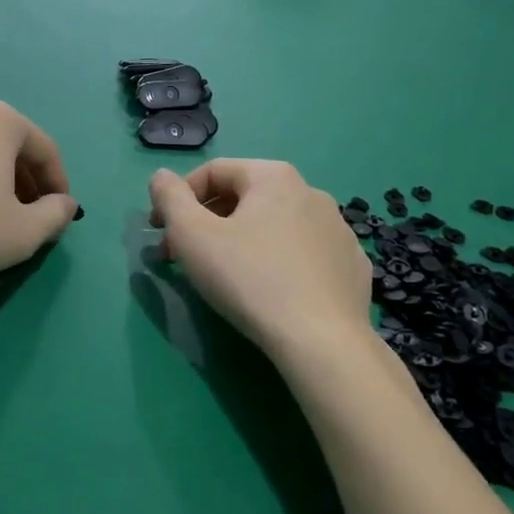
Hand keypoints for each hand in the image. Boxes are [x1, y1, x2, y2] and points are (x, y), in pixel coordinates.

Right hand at [148, 160, 373, 360]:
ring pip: (275, 225)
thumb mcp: (192, 235)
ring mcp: (338, 229)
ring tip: (226, 276)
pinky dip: (280, 261)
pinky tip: (270, 290)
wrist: (321, 340)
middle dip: (208, 222)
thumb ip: (170, 197)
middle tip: (184, 256)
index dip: (178, 199)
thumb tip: (162, 177)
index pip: (213, 172)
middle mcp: (311, 192)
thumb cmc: (248, 279)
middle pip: (244, 198)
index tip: (161, 232)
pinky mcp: (352, 265)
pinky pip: (305, 253)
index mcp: (273, 176)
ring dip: (243, 240)